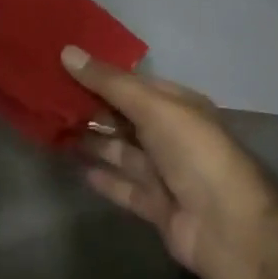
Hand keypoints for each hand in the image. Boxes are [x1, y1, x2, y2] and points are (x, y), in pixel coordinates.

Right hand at [63, 46, 277, 278]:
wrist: (229, 227)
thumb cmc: (195, 152)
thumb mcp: (154, 106)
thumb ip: (110, 83)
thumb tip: (67, 51)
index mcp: (179, 105)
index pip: (134, 84)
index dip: (100, 75)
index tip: (62, 67)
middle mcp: (173, 135)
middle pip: (126, 118)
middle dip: (92, 109)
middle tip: (48, 100)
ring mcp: (166, 173)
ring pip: (123, 152)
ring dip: (93, 142)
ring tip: (53, 130)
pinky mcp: (158, 207)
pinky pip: (125, 187)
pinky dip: (104, 178)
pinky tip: (77, 169)